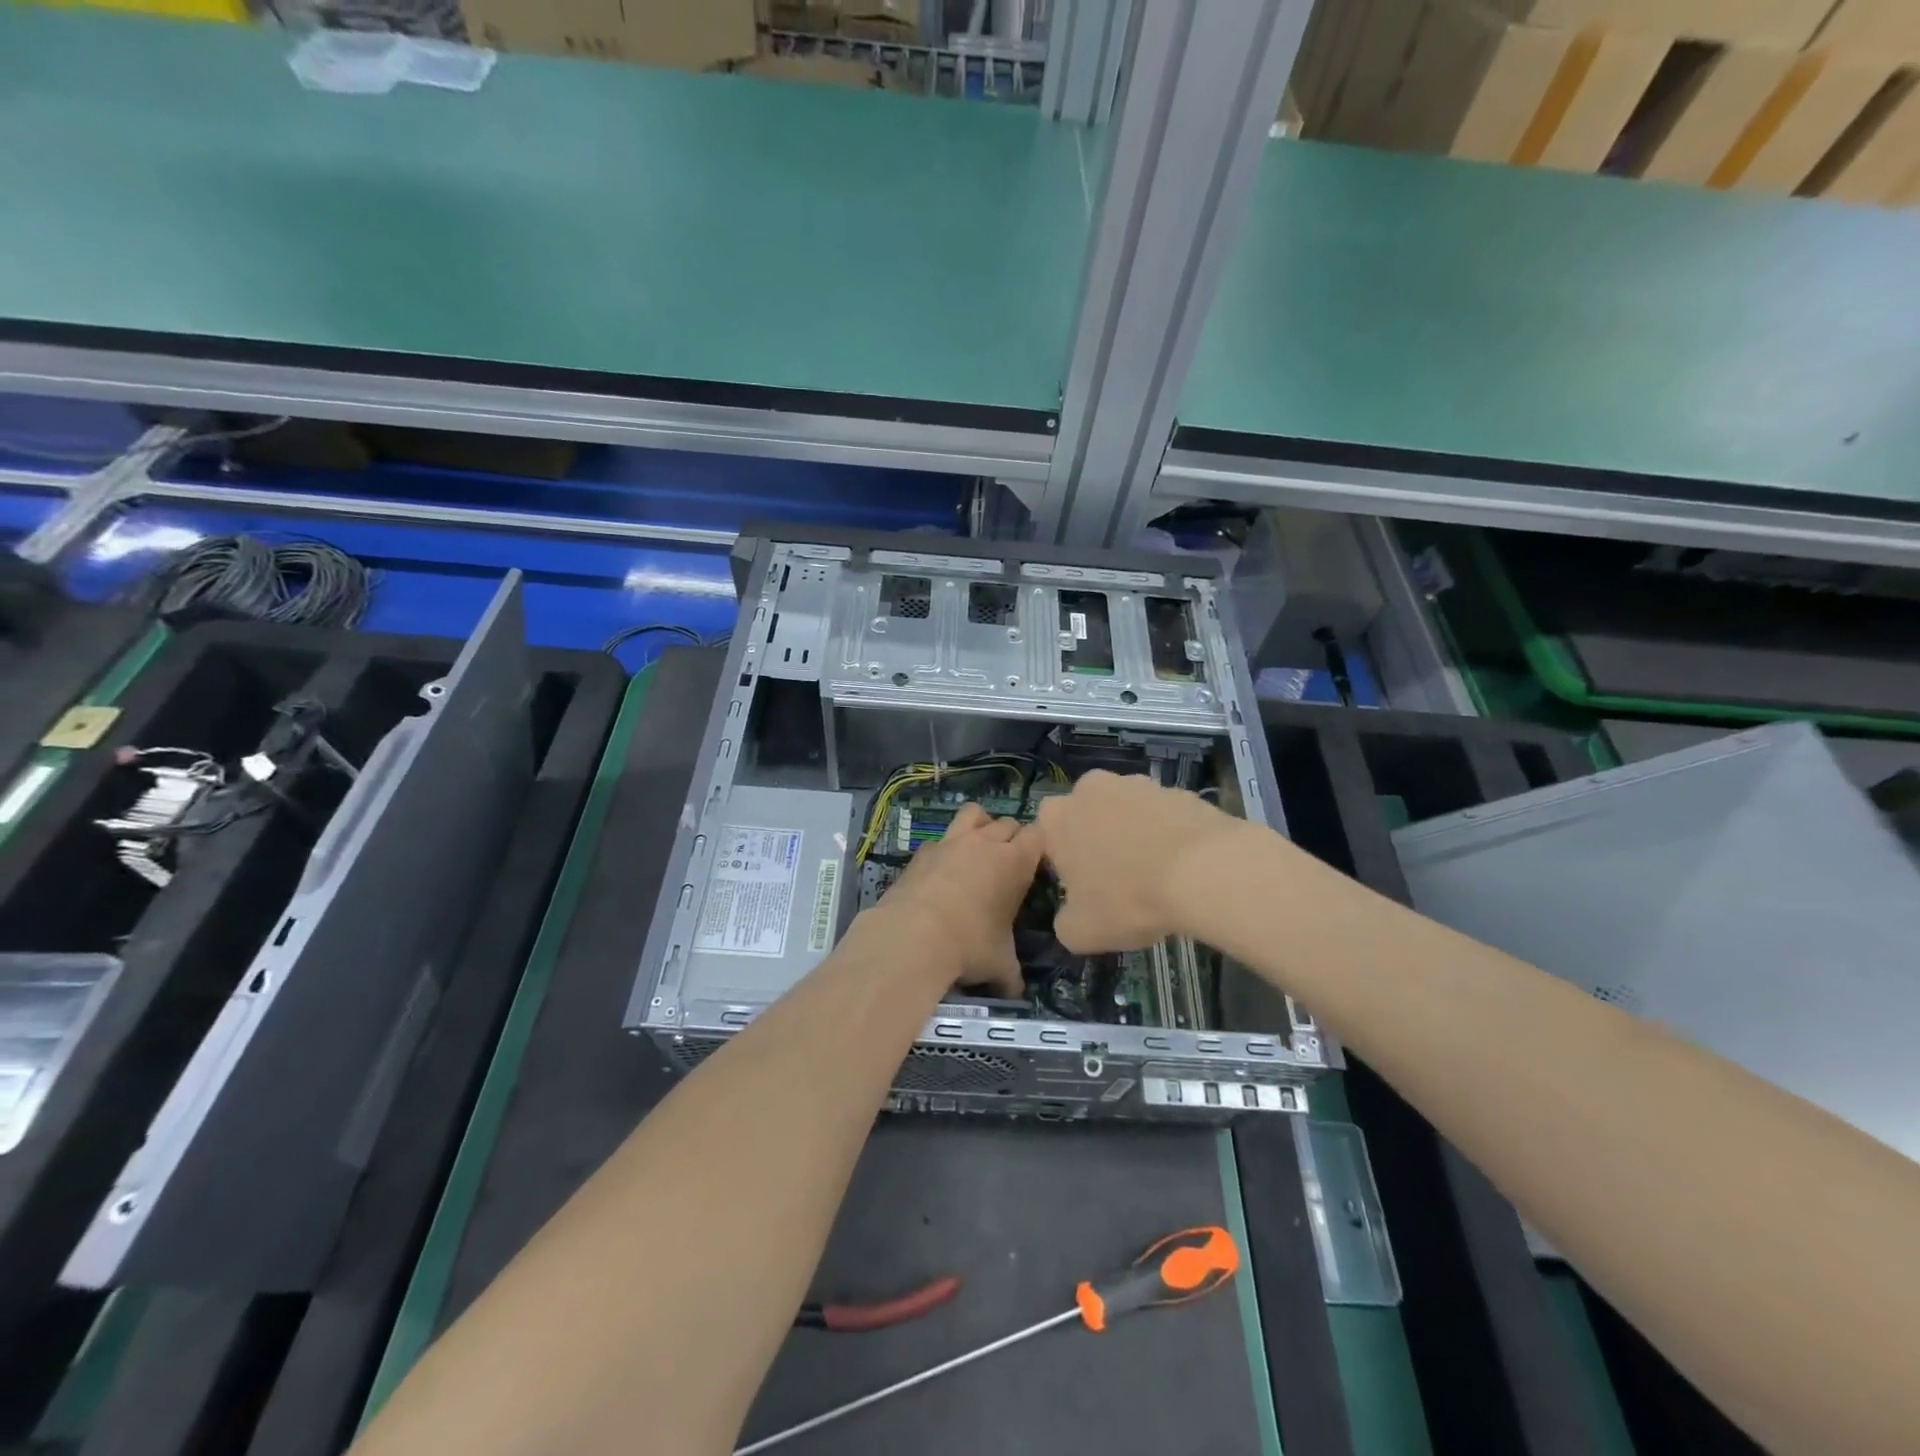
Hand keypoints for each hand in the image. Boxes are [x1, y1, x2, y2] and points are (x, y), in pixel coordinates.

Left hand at [875, 803, 1041, 997]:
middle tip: (1008, 864)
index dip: (1038, 847)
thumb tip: (1017, 993)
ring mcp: (951, 842)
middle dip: (1012, 837)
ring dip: (980, 825)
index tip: (1035, 865)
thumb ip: (1012, 975)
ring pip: (974, 813)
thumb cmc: (968, 946)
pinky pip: (941, 839)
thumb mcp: (999, 965)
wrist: (912, 937)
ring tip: (977, 848)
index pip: (1038, 834)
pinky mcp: (923, 850)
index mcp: (1015, 862)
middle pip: (1008, 822)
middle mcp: (986, 843)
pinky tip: (941, 872)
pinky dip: (945, 849)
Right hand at [1035, 770, 1239, 952]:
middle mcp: (1090, 789)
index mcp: (1056, 818)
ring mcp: (1136, 784)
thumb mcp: (1082, 933)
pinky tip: (1184, 865)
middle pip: (1087, 818)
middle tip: (1118, 880)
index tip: (1082, 888)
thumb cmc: (1128, 898)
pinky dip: (1168, 835)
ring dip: (1133, 835)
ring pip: (1126, 813)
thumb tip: (1072, 916)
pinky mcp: (1176, 789)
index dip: (1063, 864)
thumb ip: (1065, 922)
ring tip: (1156, 875)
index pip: (1047, 837)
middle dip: (1097, 842)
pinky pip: (1163, 816)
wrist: (1204, 870)